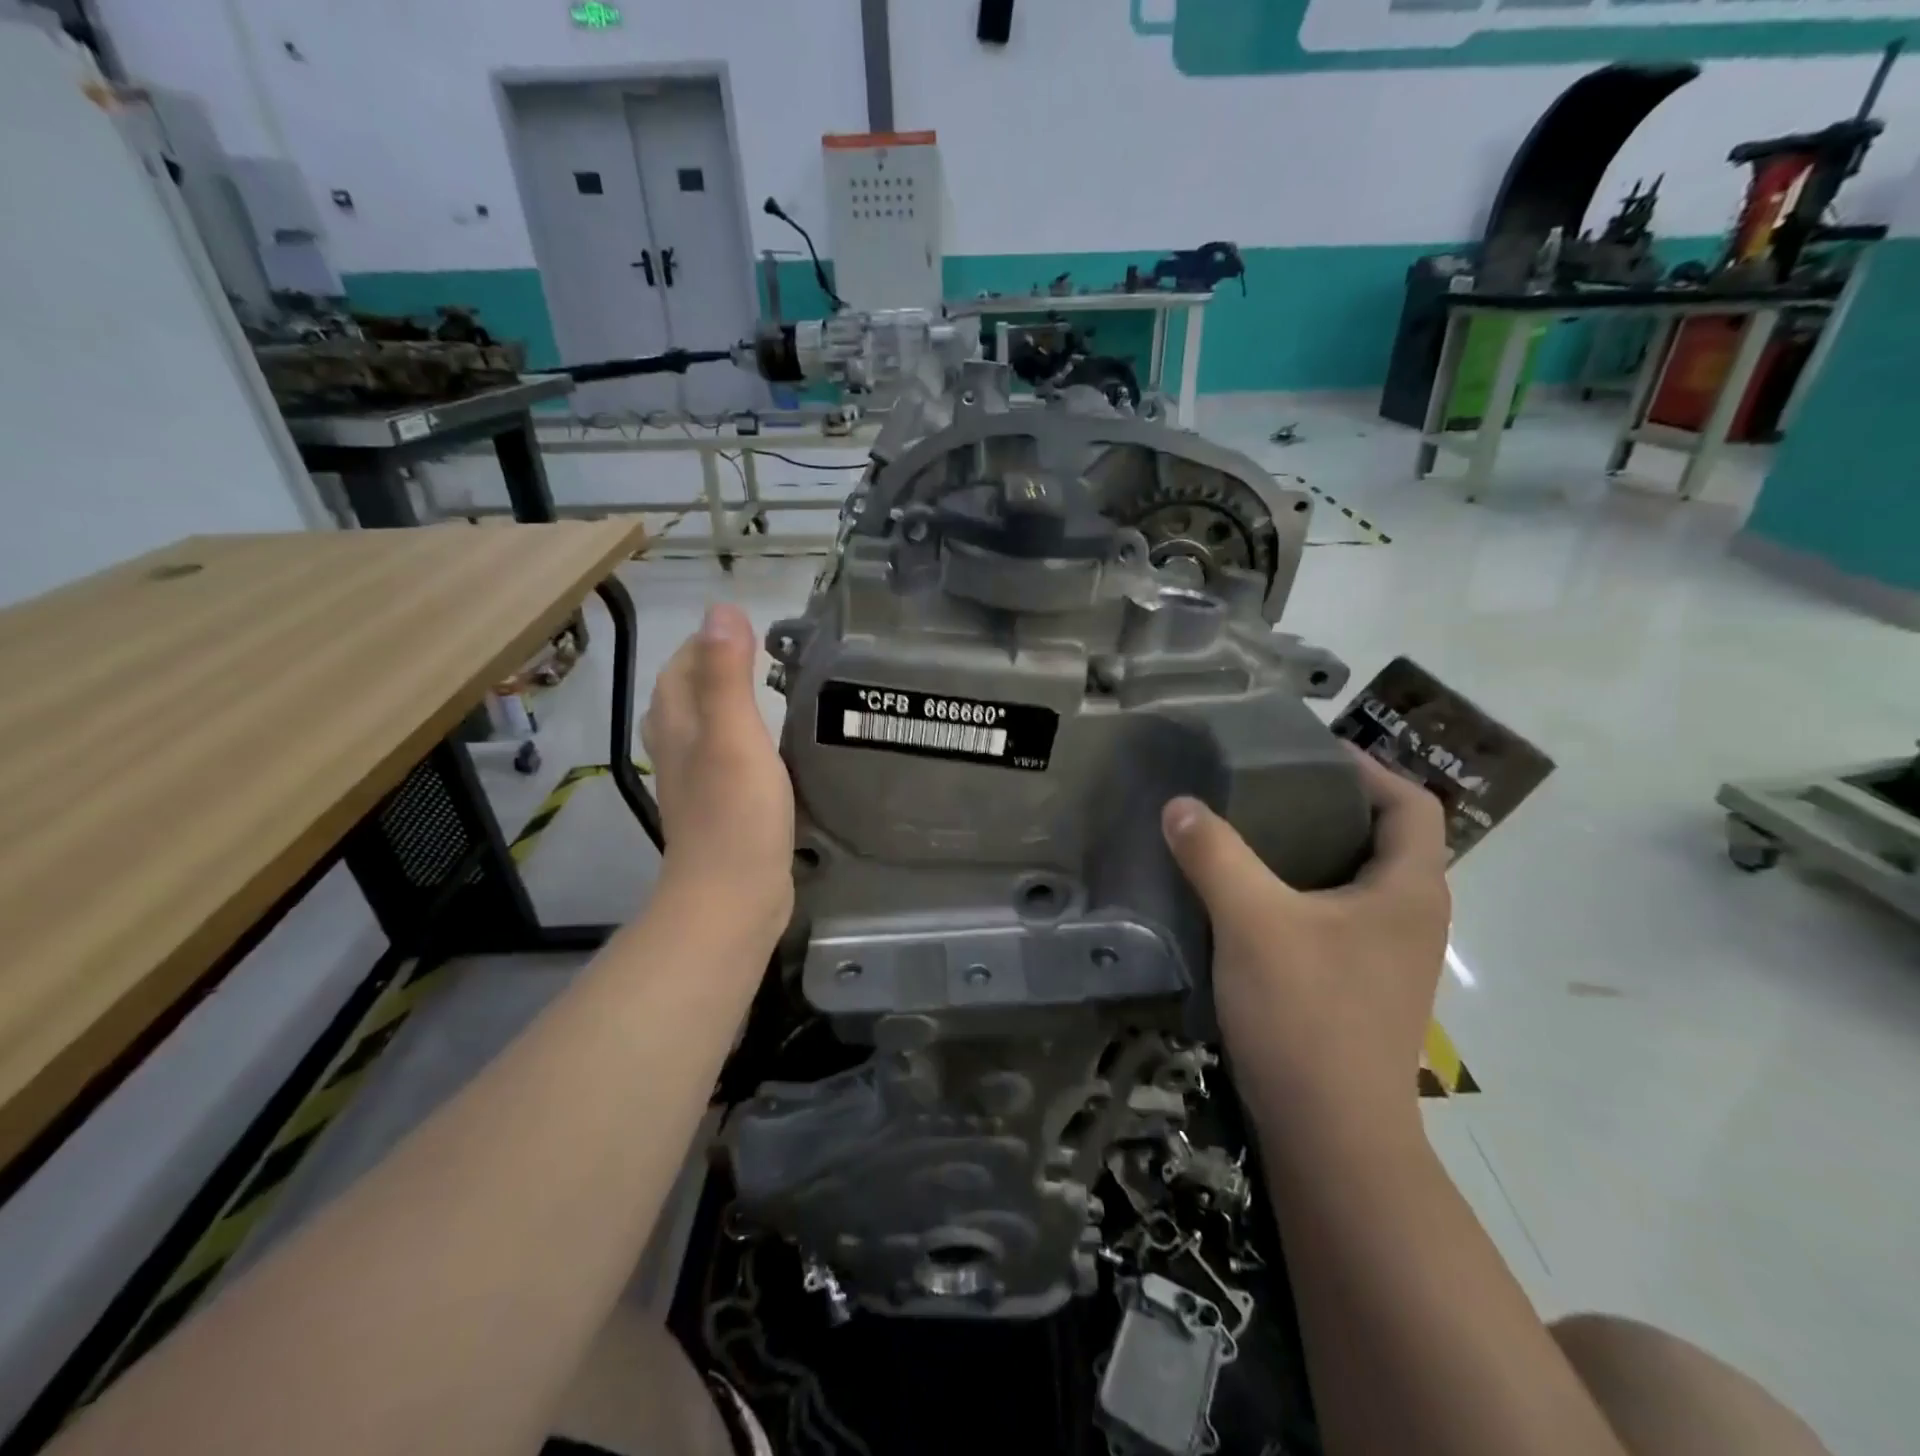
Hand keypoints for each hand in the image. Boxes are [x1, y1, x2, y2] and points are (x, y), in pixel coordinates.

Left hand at [640, 605, 794, 930]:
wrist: (732, 896)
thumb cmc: (736, 813)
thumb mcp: (735, 735)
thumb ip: (727, 674)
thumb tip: (720, 608)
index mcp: (678, 726)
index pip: (680, 666)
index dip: (706, 641)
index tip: (748, 629)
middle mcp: (678, 750)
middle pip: (683, 696)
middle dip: (711, 668)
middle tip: (760, 657)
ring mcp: (694, 784)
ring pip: (699, 729)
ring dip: (722, 705)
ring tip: (762, 695)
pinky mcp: (717, 810)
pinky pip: (720, 760)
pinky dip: (737, 742)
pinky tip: (764, 750)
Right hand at [1162, 749, 1450, 1122]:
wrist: (1332, 1135)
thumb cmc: (1307, 1014)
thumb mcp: (1252, 921)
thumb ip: (1215, 855)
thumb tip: (1180, 806)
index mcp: (1409, 889)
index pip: (1412, 804)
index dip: (1367, 769)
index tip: (1308, 754)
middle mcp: (1413, 917)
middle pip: (1386, 838)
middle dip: (1332, 806)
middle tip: (1266, 789)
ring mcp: (1391, 958)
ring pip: (1359, 881)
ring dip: (1314, 852)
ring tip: (1251, 835)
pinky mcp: (1362, 988)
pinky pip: (1338, 917)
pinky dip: (1304, 894)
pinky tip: (1251, 900)